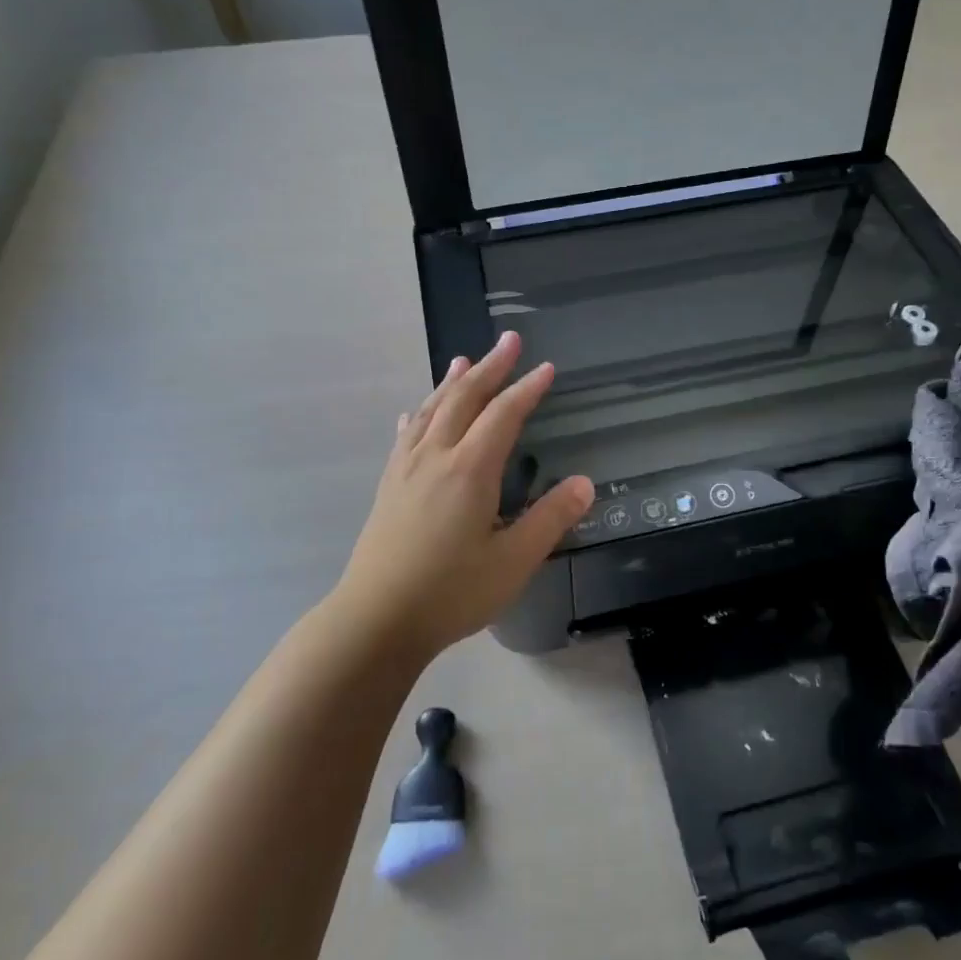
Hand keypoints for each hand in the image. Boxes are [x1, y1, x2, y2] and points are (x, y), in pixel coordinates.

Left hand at [330, 331, 593, 664]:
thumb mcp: (514, 561)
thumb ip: (550, 519)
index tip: (546, 367)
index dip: (527, 388)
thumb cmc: (451, 592)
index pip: (503, 415)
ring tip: (465, 359)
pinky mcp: (389, 486)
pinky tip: (417, 412)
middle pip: (464, 398)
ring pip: (432, 410)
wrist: (376, 619)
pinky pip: (407, 435)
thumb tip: (584, 483)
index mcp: (469, 469)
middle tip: (508, 340)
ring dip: (452, 382)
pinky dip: (420, 414)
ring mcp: (406, 469)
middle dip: (490, 367)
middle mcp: (435, 457)